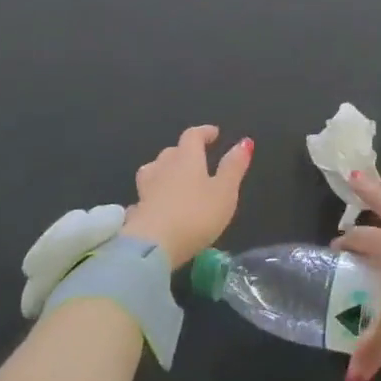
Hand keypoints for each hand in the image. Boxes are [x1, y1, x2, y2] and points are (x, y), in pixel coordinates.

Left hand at [122, 125, 251, 268]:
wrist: (152, 248)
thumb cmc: (195, 215)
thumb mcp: (225, 192)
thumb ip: (233, 167)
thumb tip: (244, 142)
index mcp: (186, 158)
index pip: (192, 136)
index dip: (204, 132)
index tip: (214, 133)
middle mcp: (163, 168)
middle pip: (171, 152)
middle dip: (184, 152)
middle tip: (197, 159)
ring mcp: (145, 189)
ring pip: (153, 171)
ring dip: (164, 170)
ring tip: (174, 179)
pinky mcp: (136, 212)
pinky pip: (145, 196)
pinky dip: (153, 196)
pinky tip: (157, 206)